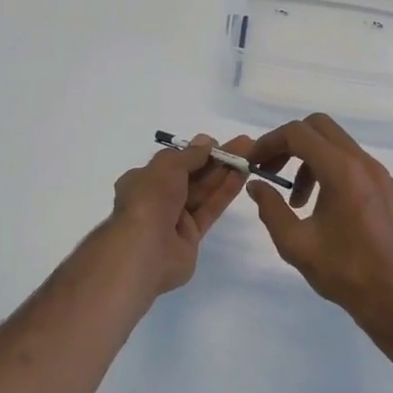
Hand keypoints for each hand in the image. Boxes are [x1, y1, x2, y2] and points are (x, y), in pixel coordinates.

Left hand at [103, 134, 250, 299]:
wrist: (146, 251)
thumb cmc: (150, 199)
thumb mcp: (167, 167)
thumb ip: (189, 155)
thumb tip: (205, 141)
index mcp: (142, 180)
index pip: (172, 163)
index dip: (195, 152)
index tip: (217, 144)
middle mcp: (157, 198)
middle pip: (191, 175)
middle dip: (216, 160)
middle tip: (244, 145)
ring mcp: (174, 218)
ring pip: (203, 191)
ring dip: (225, 173)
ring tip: (250, 156)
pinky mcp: (191, 236)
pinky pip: (209, 209)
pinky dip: (224, 193)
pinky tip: (242, 176)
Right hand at [246, 114, 392, 341]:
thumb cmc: (344, 272)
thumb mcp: (295, 244)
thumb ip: (270, 208)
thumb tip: (257, 185)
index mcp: (342, 171)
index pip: (298, 133)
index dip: (270, 142)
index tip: (255, 163)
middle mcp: (366, 164)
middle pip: (321, 128)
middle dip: (291, 144)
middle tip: (274, 172)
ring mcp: (385, 177)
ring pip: (342, 149)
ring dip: (313, 163)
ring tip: (301, 202)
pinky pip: (361, 169)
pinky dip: (337, 176)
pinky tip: (333, 213)